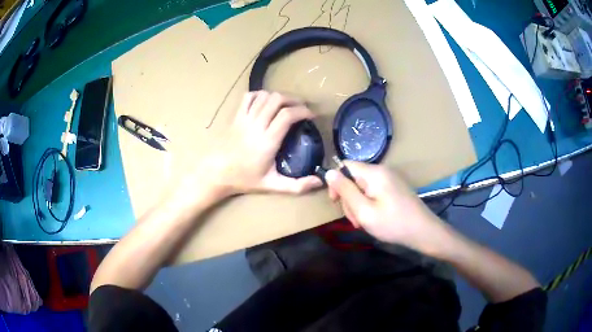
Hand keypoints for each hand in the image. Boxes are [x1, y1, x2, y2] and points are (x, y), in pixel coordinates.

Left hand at [205, 91, 322, 196]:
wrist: (216, 173)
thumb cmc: (244, 179)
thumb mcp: (272, 186)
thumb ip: (297, 186)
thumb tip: (319, 182)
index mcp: (267, 141)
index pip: (287, 115)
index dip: (303, 111)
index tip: (312, 116)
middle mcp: (256, 125)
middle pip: (277, 99)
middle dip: (294, 99)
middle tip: (303, 107)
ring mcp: (244, 118)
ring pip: (264, 96)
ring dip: (279, 96)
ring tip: (287, 105)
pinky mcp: (236, 116)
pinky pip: (248, 97)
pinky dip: (260, 95)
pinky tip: (267, 102)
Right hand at [325, 161, 443, 250]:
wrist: (423, 231)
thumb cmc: (393, 223)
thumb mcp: (364, 211)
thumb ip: (345, 191)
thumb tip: (329, 172)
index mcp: (374, 173)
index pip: (345, 166)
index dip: (336, 182)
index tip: (336, 202)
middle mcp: (382, 171)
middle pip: (354, 178)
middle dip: (350, 199)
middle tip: (356, 219)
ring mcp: (390, 179)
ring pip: (363, 187)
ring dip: (359, 204)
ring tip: (365, 222)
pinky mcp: (394, 188)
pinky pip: (374, 191)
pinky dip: (369, 204)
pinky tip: (374, 218)